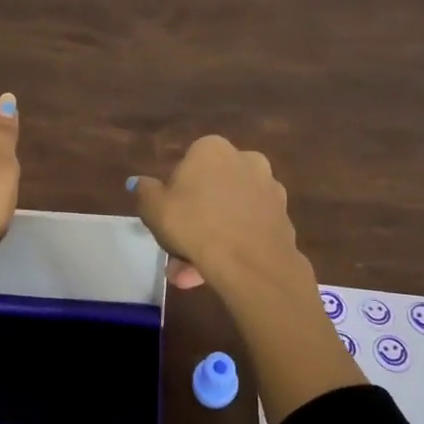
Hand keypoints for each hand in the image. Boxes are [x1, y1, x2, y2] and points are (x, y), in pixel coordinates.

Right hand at [129, 136, 303, 300]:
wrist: (252, 264)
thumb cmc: (195, 225)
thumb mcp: (154, 209)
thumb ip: (145, 192)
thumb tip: (139, 182)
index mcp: (213, 149)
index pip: (187, 165)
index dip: (174, 193)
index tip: (168, 218)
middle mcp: (246, 160)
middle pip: (211, 191)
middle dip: (193, 221)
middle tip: (176, 252)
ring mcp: (270, 190)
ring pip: (230, 213)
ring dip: (211, 238)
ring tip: (190, 274)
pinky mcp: (284, 218)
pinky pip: (249, 229)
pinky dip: (234, 246)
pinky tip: (218, 273)